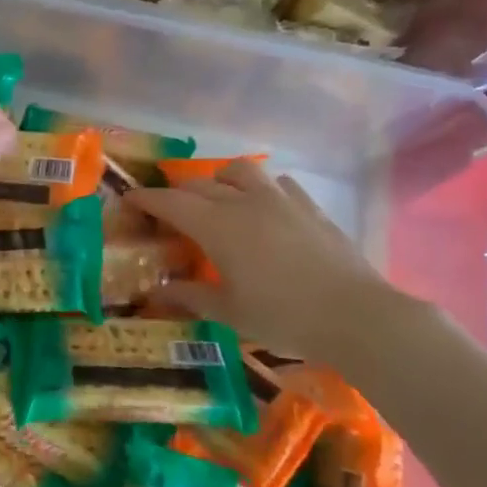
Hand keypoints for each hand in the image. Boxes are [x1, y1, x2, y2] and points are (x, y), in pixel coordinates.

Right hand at [129, 160, 415, 363]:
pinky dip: (261, 189)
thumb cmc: (283, 316)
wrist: (355, 314)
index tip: (130, 199)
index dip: (146, 198)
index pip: (171, 202)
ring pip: (241, 170)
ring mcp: (280, 200)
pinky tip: (266, 209)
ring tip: (219, 199)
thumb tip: (154, 293)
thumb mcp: (229, 313)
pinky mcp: (309, 206)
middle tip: (169, 212)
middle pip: (200, 184)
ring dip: (221, 179)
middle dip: (178, 193)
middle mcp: (244, 202)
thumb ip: (189, 296)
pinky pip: (278, 183)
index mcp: (217, 226)